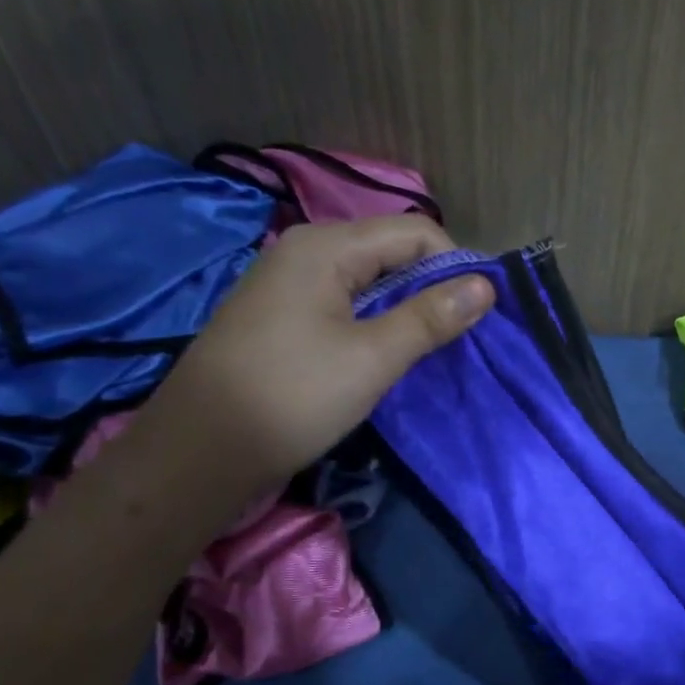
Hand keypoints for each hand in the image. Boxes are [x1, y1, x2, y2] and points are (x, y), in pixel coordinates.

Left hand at [148, 216, 492, 490]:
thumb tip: (485, 285)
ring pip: (368, 279)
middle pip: (390, 250)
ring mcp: (287, 282)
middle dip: (431, 286)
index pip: (415, 232)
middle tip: (457, 335)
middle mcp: (304, 250)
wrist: (199, 452)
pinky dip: (373, 321)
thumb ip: (430, 317)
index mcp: (325, 247)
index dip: (454, 266)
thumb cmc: (291, 397)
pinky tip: (383, 353)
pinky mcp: (280, 315)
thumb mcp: (372, 358)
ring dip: (404, 307)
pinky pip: (343, 301)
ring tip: (426, 347)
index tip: (479, 314)